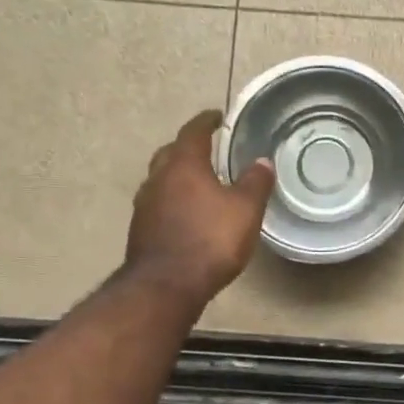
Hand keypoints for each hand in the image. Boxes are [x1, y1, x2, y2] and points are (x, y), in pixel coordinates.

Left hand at [125, 110, 275, 307]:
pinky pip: (158, 204)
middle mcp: (158, 179)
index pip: (192, 132)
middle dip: (187, 148)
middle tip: (207, 149)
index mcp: (183, 165)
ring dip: (178, 176)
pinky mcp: (141, 230)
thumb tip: (262, 161)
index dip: (205, 122)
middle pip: (170, 153)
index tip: (216, 117)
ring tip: (199, 182)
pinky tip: (187, 214)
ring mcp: (144, 206)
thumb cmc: (210, 239)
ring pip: (161, 179)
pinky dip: (173, 200)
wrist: (166, 286)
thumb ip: (255, 182)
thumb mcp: (245, 209)